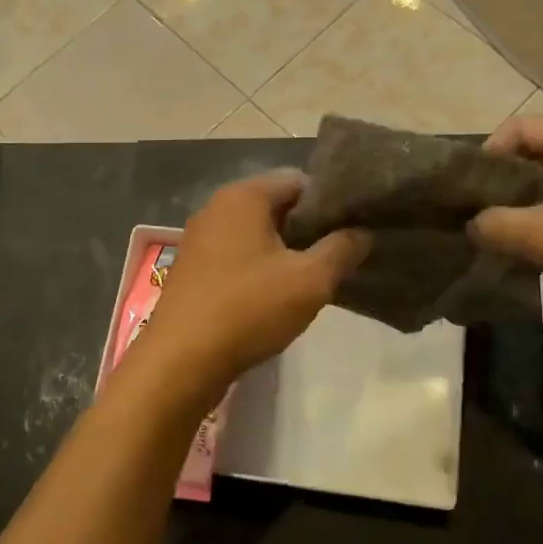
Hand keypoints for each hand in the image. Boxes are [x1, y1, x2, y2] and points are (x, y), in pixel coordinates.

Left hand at [134, 169, 368, 400]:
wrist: (179, 362)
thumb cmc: (248, 309)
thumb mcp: (310, 280)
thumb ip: (342, 249)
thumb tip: (363, 231)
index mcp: (243, 196)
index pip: (299, 180)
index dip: (330, 203)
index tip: (352, 231)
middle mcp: (217, 208)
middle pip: (277, 206)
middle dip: (308, 230)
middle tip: (337, 259)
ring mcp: (200, 240)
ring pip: (257, 234)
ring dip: (285, 253)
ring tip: (312, 282)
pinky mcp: (193, 270)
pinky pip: (237, 256)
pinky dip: (260, 269)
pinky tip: (276, 299)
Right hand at [470, 116, 542, 339]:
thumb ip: (496, 225)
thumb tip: (471, 224)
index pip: (518, 126)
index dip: (488, 154)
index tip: (470, 192)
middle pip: (534, 151)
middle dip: (503, 181)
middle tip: (478, 213)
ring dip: (524, 203)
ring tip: (500, 234)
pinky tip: (534, 248)